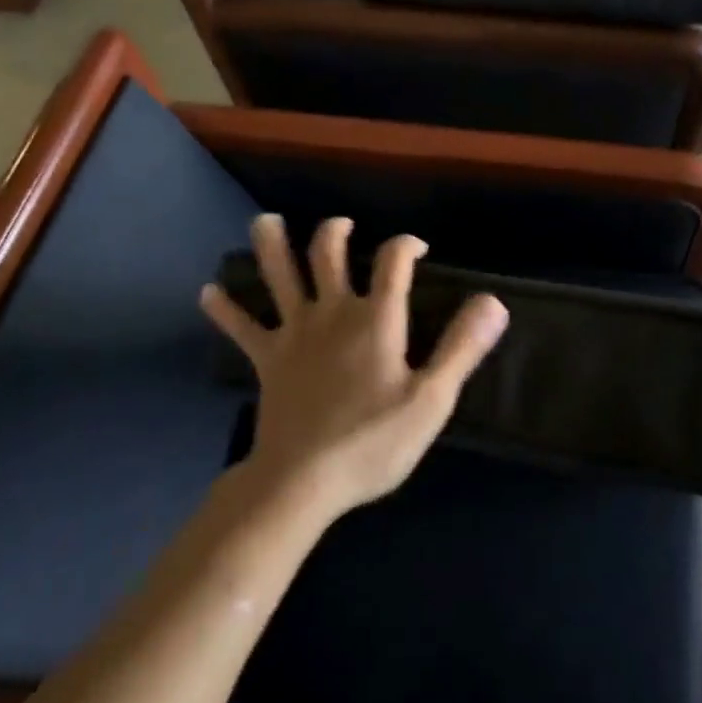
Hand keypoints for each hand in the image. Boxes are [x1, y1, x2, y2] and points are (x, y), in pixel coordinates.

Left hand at [199, 215, 507, 522]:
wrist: (302, 481)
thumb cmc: (373, 442)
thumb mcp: (431, 399)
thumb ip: (461, 347)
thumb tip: (493, 301)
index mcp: (376, 319)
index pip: (394, 261)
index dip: (407, 245)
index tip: (418, 248)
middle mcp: (333, 312)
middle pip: (328, 255)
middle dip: (335, 232)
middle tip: (342, 225)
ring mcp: (294, 333)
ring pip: (279, 277)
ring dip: (271, 246)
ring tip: (263, 221)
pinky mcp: (267, 359)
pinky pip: (242, 328)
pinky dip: (225, 309)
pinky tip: (208, 292)